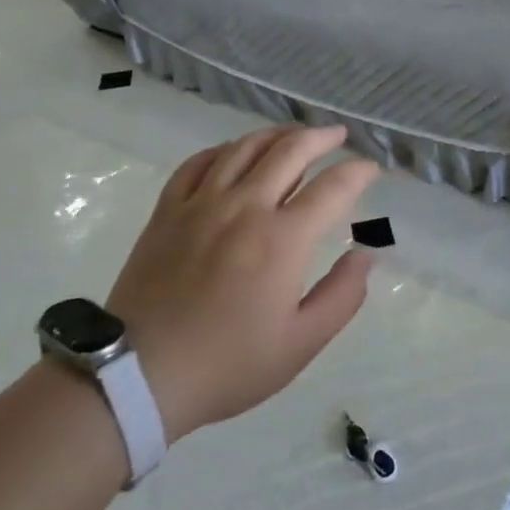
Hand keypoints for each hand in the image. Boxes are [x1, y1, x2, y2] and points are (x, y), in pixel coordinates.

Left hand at [107, 126, 379, 441]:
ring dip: (277, 134)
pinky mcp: (168, 210)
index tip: (371, 169)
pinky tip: (235, 153)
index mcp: (283, 239)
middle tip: (337, 135)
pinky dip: (224, 150)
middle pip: (290, 150)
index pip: (333, 187)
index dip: (358, 172)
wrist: (138, 375)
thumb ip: (342, 296)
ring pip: (245, 147)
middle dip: (321, 137)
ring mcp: (202, 204)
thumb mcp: (300, 344)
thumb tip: (366, 255)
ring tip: (294, 134)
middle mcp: (245, 207)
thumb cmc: (228, 364)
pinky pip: (199, 163)